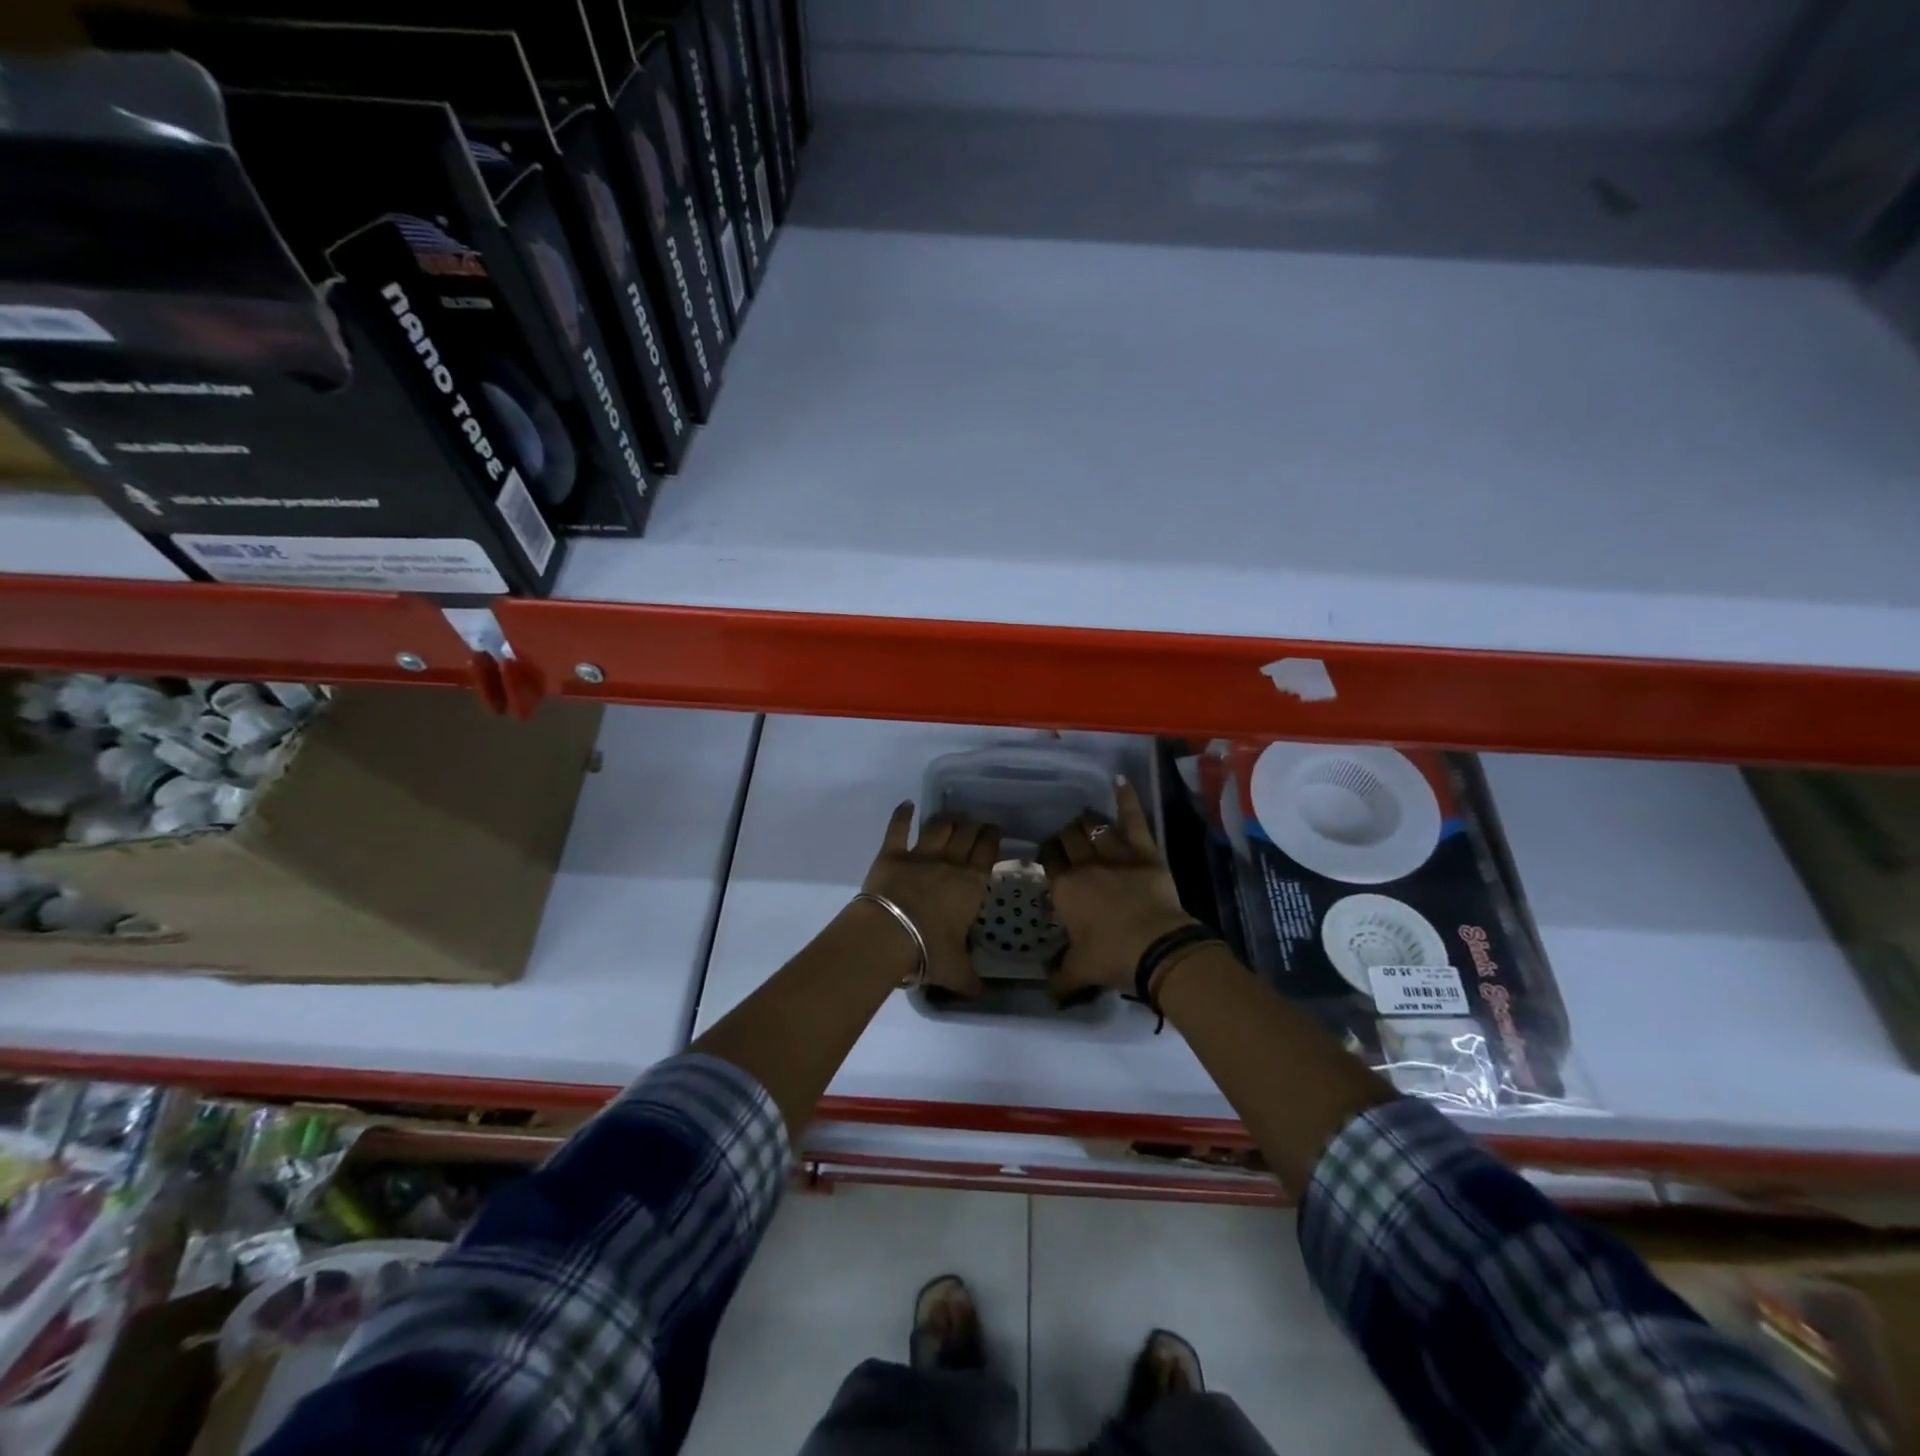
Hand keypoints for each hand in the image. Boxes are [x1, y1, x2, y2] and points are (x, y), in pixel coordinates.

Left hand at [862, 803, 999, 997]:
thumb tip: (982, 993)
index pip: (988, 851)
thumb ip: (971, 980)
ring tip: (952, 817)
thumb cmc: (929, 951)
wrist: (888, 936)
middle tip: (976, 824)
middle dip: (973, 825)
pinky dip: (902, 814)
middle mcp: (950, 862)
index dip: (992, 838)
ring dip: (947, 819)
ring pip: (939, 826)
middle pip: (966, 833)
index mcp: (971, 884)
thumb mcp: (956, 971)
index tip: (994, 832)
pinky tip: (906, 805)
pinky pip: (898, 828)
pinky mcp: (891, 852)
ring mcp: (920, 854)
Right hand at [1042, 778, 1198, 998]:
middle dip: (1064, 837)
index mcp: (1065, 889)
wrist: (1156, 948)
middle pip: (1069, 839)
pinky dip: (1127, 799)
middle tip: (1065, 840)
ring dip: (1086, 823)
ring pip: (1094, 828)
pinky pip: (1133, 820)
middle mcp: (1085, 865)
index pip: (1048, 860)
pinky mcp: (1144, 852)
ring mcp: (1116, 854)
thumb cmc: (1112, 958)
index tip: (1046, 854)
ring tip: (1083, 821)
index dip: (1045, 854)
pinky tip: (1119, 781)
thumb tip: (1045, 990)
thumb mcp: (1079, 972)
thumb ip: (1058, 978)